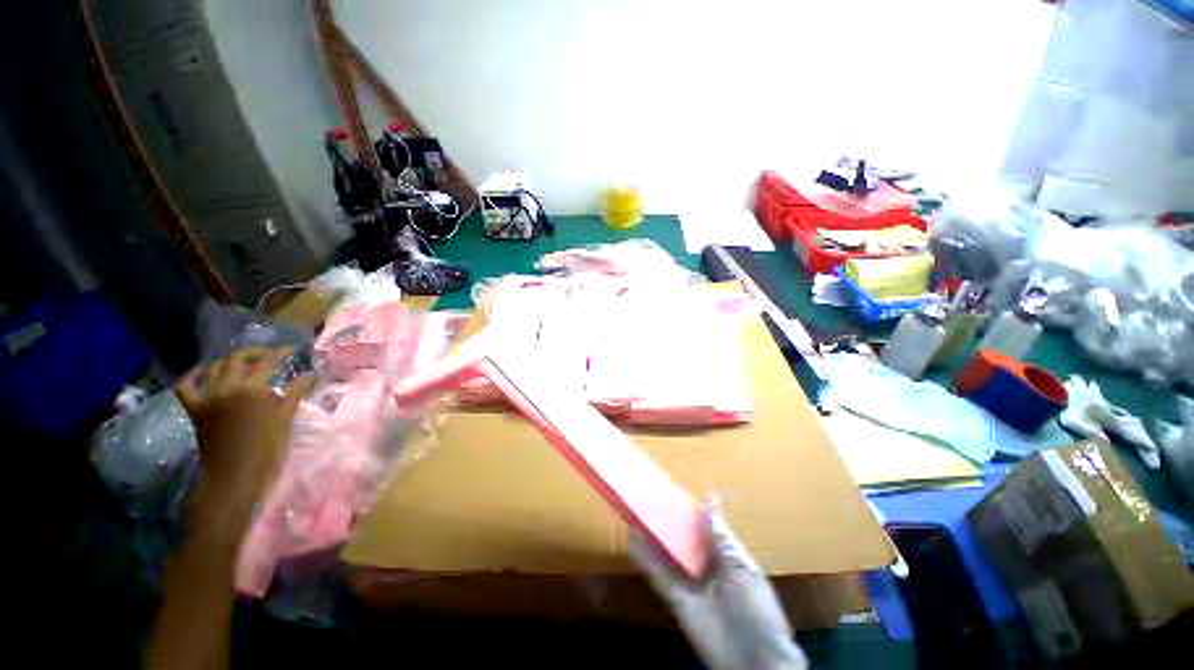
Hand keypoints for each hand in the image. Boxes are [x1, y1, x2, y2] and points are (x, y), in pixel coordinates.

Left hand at [176, 348, 313, 532]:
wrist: (234, 476)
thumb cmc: (267, 449)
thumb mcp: (285, 419)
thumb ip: (294, 393)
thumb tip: (308, 374)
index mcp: (252, 389)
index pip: (267, 362)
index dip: (280, 353)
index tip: (291, 349)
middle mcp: (227, 388)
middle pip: (237, 359)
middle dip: (254, 353)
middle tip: (269, 355)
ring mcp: (207, 398)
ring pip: (213, 368)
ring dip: (228, 361)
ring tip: (242, 363)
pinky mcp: (196, 410)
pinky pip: (185, 387)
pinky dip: (192, 377)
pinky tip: (202, 373)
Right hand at [630, 497, 807, 669]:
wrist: (754, 660)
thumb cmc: (756, 609)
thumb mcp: (742, 568)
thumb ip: (721, 537)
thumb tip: (709, 499)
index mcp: (724, 555)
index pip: (702, 527)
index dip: (688, 511)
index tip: (671, 490)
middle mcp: (704, 565)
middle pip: (682, 538)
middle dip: (667, 521)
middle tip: (648, 497)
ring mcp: (689, 582)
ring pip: (667, 553)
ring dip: (652, 536)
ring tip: (636, 511)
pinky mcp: (676, 598)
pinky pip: (659, 575)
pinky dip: (646, 559)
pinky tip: (633, 540)